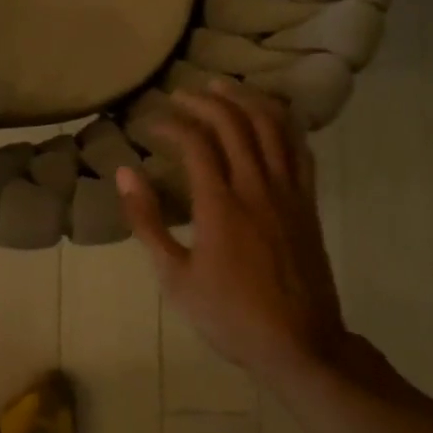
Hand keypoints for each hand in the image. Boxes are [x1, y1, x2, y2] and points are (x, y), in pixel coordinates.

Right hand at [117, 81, 356, 389]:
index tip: (149, 122)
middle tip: (180, 95)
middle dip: (204, 101)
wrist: (300, 344)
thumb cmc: (229, 314)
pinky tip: (267, 116)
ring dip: (245, 100)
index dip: (171, 124)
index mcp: (220, 205)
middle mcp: (257, 187)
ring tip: (222, 88)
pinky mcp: (308, 202)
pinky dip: (282, 123)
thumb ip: (147, 222)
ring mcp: (288, 192)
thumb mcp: (174, 276)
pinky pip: (299, 148)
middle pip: (234, 123)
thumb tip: (124, 173)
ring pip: (271, 126)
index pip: (196, 143)